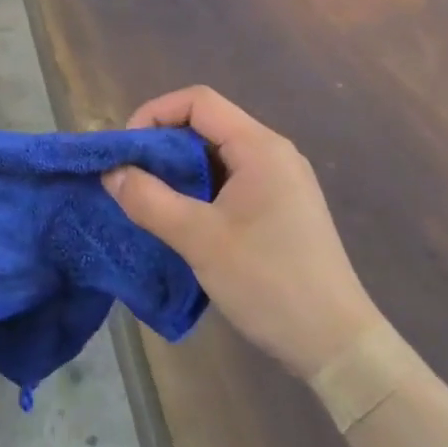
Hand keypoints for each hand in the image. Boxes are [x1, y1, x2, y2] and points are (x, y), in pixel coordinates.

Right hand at [104, 86, 377, 380]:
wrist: (337, 345)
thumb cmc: (269, 282)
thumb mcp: (199, 239)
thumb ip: (148, 200)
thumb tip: (110, 173)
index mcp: (260, 147)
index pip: (198, 101)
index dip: (154, 114)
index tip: (127, 151)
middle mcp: (273, 153)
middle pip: (206, 125)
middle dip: (162, 144)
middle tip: (130, 177)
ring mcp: (280, 181)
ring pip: (216, 155)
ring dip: (178, 170)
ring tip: (148, 198)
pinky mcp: (280, 208)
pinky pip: (230, 180)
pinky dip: (199, 189)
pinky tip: (180, 218)